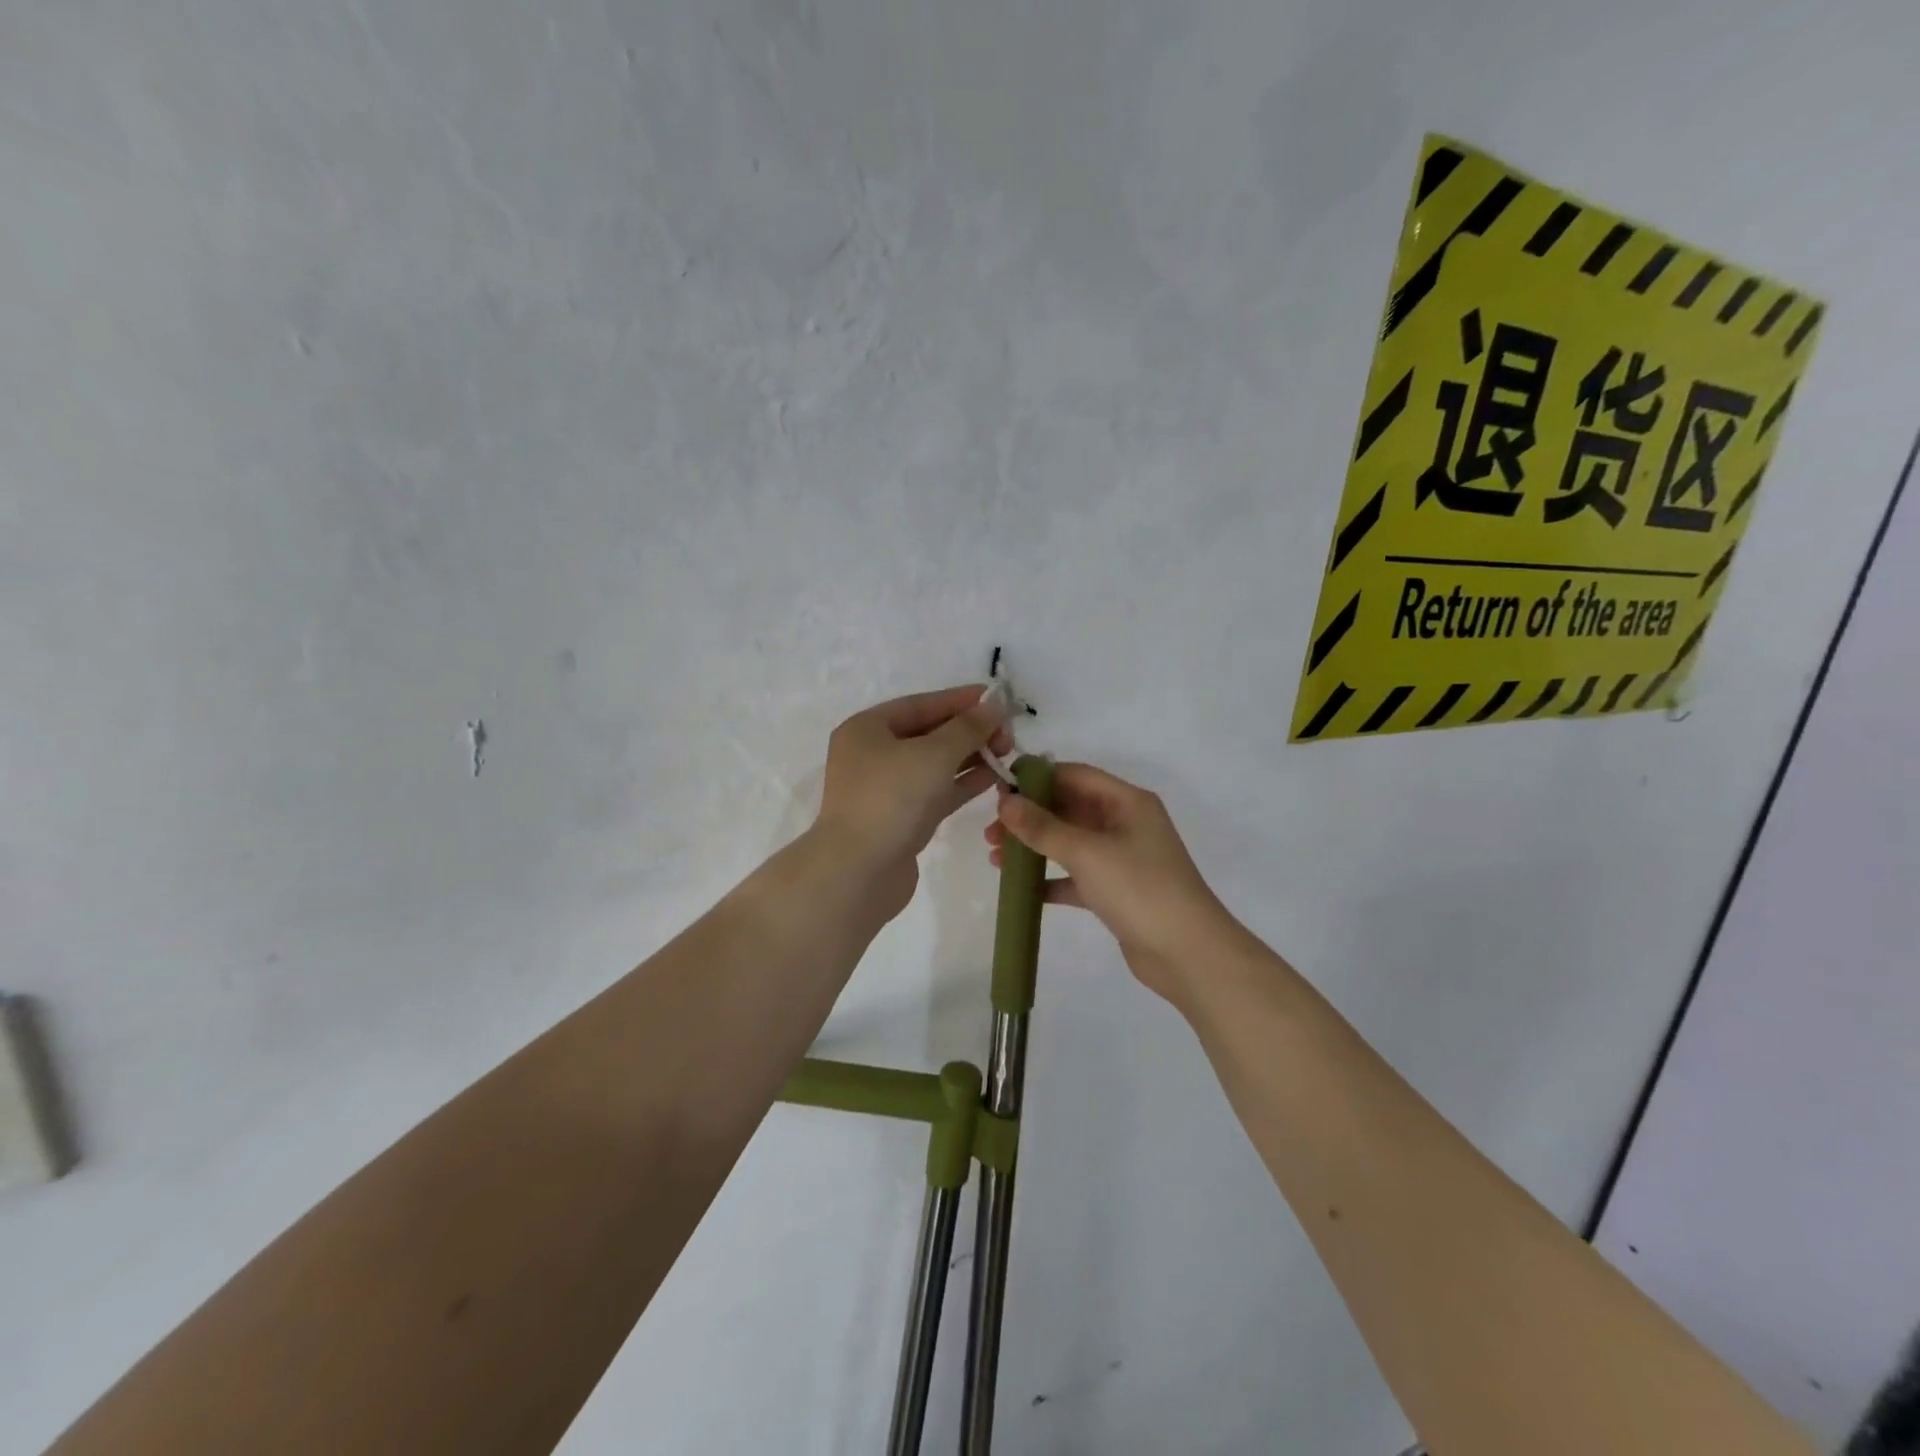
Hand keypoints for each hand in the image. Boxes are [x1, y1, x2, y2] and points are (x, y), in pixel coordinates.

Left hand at [812, 684, 1011, 919]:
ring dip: (970, 757)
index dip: (959, 700)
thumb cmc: (892, 799)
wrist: (859, 872)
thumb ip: (967, 728)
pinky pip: (936, 791)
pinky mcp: (900, 819)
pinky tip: (994, 778)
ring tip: (1007, 752)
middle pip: (928, 733)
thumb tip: (993, 706)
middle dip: (968, 731)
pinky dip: (962, 783)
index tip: (996, 698)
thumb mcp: (934, 754)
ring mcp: (885, 789)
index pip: (920, 704)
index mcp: (867, 729)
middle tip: (1007, 733)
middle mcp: (872, 754)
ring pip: (934, 764)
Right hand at [986, 763, 1240, 1004]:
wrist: (1188, 953)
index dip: (1036, 779)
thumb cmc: (1139, 888)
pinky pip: (1077, 877)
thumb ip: (1043, 827)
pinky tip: (1023, 891)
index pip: (1075, 775)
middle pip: (1069, 809)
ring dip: (1035, 848)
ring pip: (1070, 843)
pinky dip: (1051, 880)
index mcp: (1127, 802)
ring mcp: (1122, 859)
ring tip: (996, 859)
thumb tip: (1005, 802)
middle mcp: (1125, 823)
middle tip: (991, 832)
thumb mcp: (1086, 852)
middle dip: (1029, 818)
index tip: (998, 791)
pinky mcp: (1117, 892)